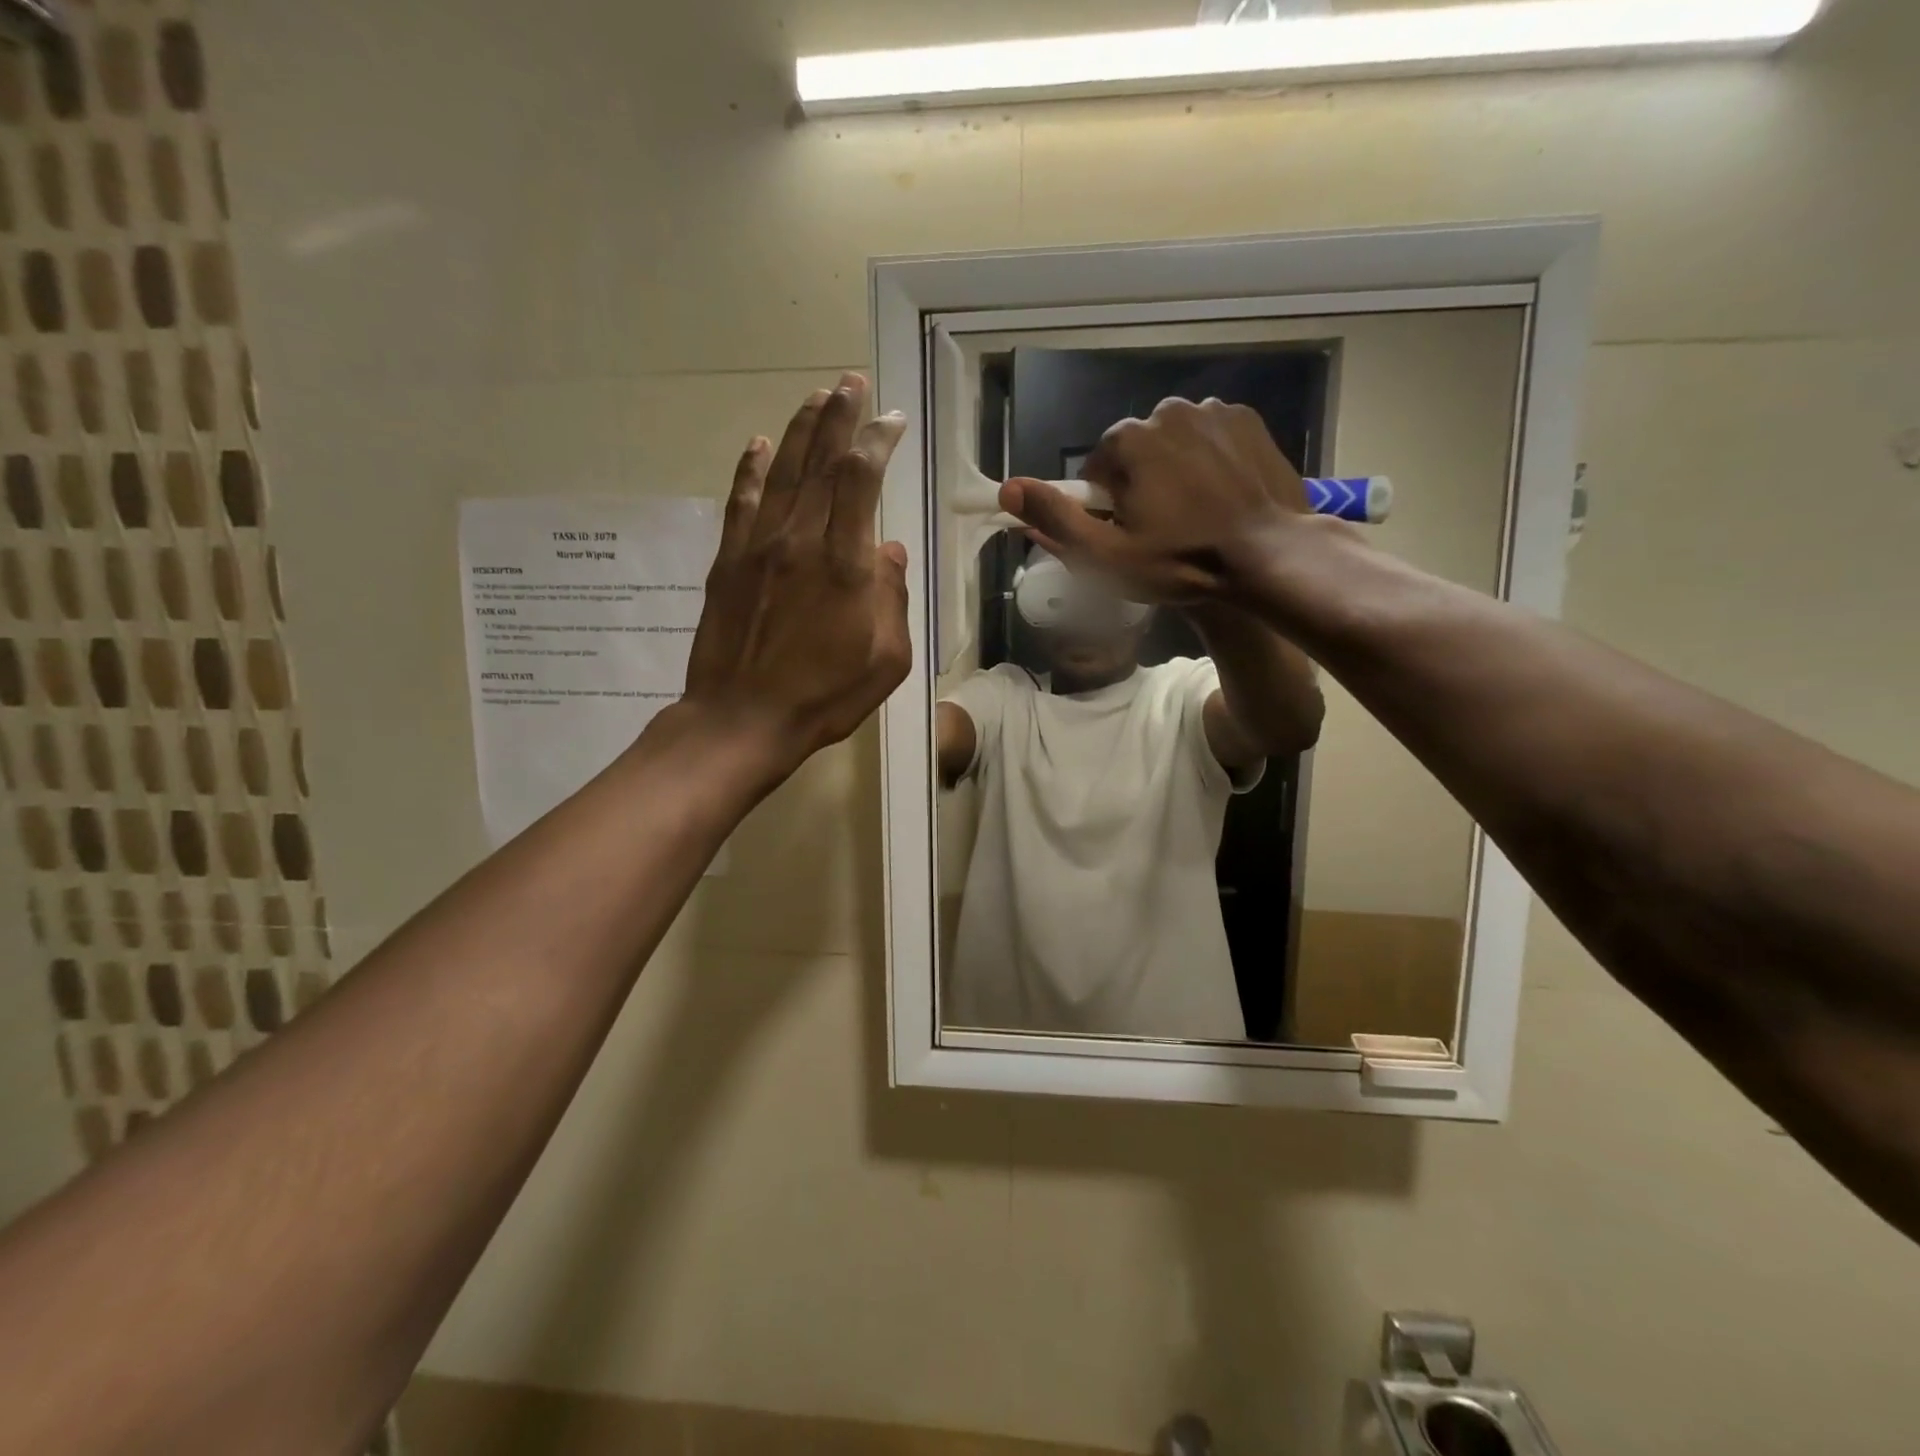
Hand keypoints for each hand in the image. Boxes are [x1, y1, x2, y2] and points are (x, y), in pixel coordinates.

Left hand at [682, 373, 911, 780]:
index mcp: (847, 564)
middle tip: (851, 382)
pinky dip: (751, 469)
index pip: (862, 480)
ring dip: (801, 428)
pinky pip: (741, 502)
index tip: (892, 419)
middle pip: (822, 461)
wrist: (743, 720)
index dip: (877, 441)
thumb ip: (893, 598)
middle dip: (840, 416)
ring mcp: (759, 547)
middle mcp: (801, 540)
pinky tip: (759, 444)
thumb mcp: (887, 660)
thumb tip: (889, 551)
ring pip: (783, 471)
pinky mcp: (728, 561)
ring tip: (817, 396)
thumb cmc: (825, 697)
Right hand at [998, 397, 1320, 605]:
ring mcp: (1213, 411)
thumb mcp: (1106, 555)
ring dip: (1174, 472)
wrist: (1270, 556)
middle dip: (1139, 484)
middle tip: (1161, 530)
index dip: (1103, 506)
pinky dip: (1208, 461)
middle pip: (1135, 452)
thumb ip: (1055, 519)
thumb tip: (1008, 488)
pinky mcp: (1249, 420)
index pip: (1096, 469)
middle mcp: (1167, 410)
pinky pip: (1210, 438)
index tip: (1125, 535)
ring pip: (1173, 443)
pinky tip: (1221, 496)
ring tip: (1195, 515)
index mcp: (1129, 439)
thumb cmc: (1182, 562)